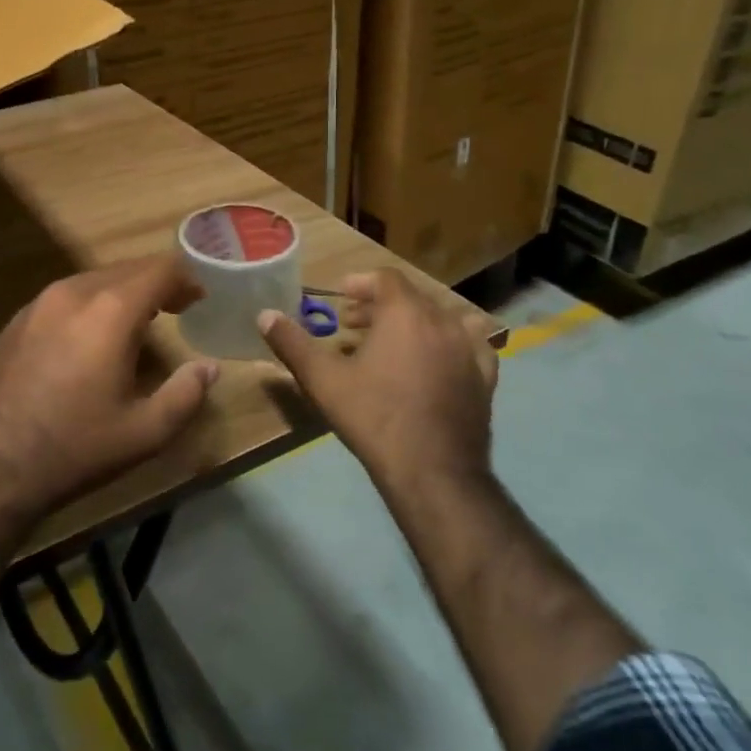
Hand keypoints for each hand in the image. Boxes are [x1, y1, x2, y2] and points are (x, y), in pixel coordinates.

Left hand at [0, 256, 216, 519]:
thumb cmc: (76, 447)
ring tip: (136, 324)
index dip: (185, 279)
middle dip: (156, 283)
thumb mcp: (145, 432)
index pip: (160, 269)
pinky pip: (64, 297)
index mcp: (111, 310)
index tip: (198, 299)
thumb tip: (208, 368)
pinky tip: (88, 340)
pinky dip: (89, 305)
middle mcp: (74, 292)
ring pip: (93, 280)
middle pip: (127, 269)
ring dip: (122, 293)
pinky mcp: (15, 321)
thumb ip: (186, 394)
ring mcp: (38, 303)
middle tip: (176, 309)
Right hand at [257, 268, 499, 488]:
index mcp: (405, 313)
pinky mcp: (486, 378)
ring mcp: (470, 349)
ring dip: (414, 323)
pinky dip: (449, 345)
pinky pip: (470, 346)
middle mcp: (443, 321)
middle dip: (380, 305)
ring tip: (393, 344)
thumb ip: (292, 343)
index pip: (385, 279)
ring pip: (441, 319)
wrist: (433, 471)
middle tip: (354, 325)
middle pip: (411, 297)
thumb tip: (264, 315)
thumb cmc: (374, 416)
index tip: (341, 299)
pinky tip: (437, 363)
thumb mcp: (323, 379)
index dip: (361, 283)